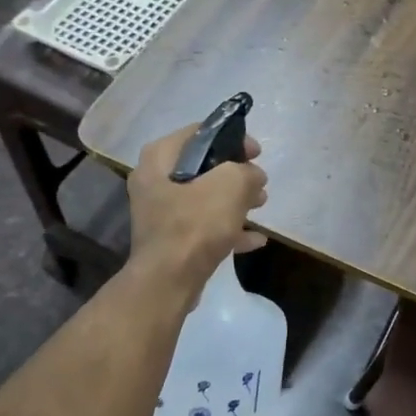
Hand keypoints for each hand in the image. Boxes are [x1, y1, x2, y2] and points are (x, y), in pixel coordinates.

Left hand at [126, 126, 268, 300]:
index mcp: (159, 159)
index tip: (256, 152)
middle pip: (203, 167)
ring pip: (205, 197)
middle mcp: (154, 182)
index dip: (232, 138)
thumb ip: (247, 172)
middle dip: (236, 174)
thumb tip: (252, 177)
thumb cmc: (195, 224)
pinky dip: (228, 228)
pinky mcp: (171, 240)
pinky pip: (204, 226)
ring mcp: (161, 213)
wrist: (168, 282)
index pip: (199, 133)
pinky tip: (255, 239)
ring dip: (235, 200)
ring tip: (261, 205)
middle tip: (259, 181)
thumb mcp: (231, 185)